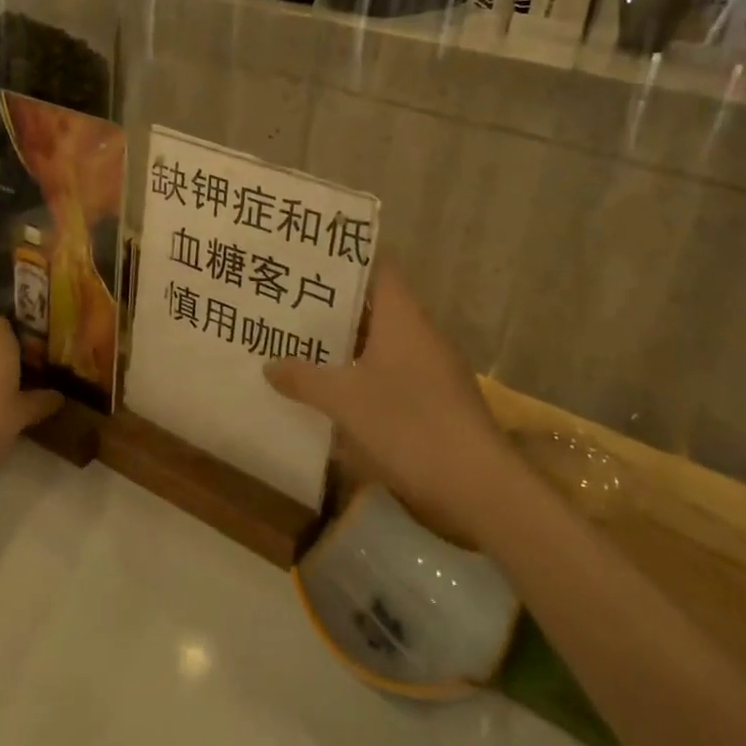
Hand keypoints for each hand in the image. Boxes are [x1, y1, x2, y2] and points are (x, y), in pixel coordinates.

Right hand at [265, 262, 515, 540]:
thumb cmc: (408, 424)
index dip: (342, 260)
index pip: (375, 267)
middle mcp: (419, 333)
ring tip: (298, 345)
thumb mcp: (344, 400)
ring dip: (344, 346)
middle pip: (373, 306)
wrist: (476, 485)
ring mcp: (430, 368)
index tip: (305, 261)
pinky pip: (389, 375)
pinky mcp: (433, 400)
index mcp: (402, 316)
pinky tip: (331, 392)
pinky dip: (360, 377)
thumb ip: (304, 378)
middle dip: (332, 307)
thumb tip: (269, 365)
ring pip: (379, 344)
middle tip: (286, 305)